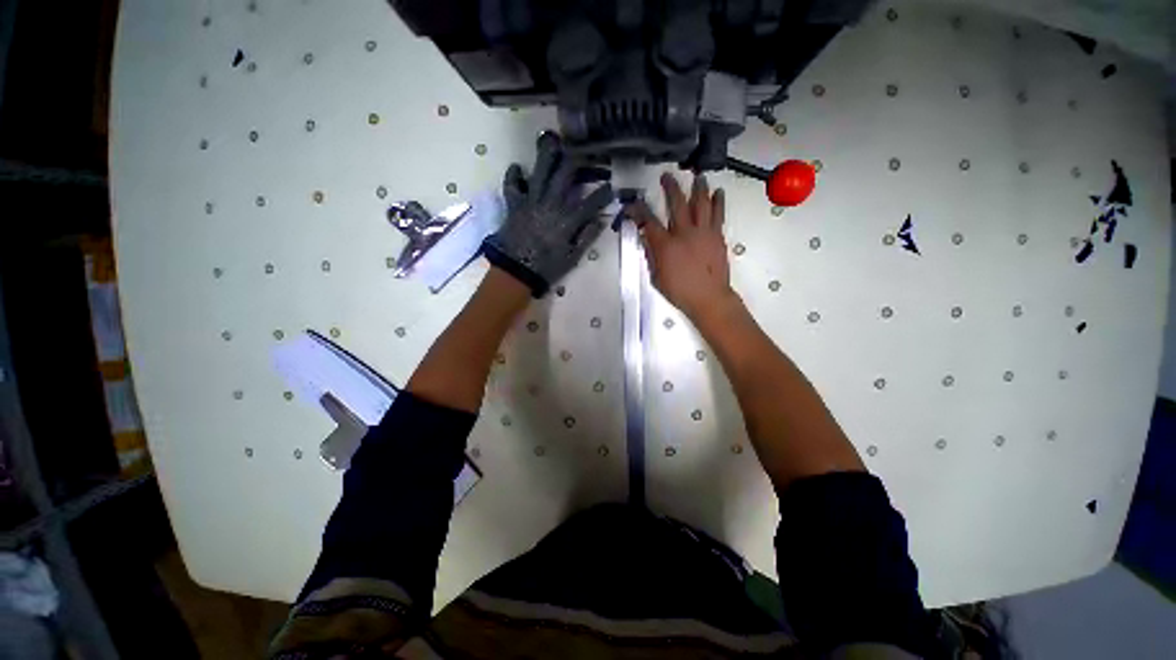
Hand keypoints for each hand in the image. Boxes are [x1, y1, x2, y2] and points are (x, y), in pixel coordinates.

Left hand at [483, 132, 613, 297]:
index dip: (603, 193)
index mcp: (567, 220)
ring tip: (551, 140)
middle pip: (565, 175)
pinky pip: (512, 185)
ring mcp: (531, 201)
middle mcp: (551, 204)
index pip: (591, 202)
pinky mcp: (514, 204)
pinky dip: (514, 176)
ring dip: (546, 155)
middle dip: (576, 160)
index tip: (610, 187)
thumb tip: (600, 221)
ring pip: (539, 171)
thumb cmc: (547, 267)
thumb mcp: (572, 257)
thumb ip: (586, 237)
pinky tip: (518, 168)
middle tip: (583, 152)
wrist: (517, 271)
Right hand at [630, 173, 734, 321]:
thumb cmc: (680, 291)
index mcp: (666, 245)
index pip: (648, 221)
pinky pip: (718, 214)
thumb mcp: (657, 278)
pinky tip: (718, 192)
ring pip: (700, 204)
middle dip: (670, 188)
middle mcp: (684, 233)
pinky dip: (718, 202)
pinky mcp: (717, 236)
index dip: (638, 210)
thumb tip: (647, 239)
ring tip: (697, 176)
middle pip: (676, 204)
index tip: (632, 203)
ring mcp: (703, 233)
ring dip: (698, 188)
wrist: (709, 298)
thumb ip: (651, 256)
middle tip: (667, 176)